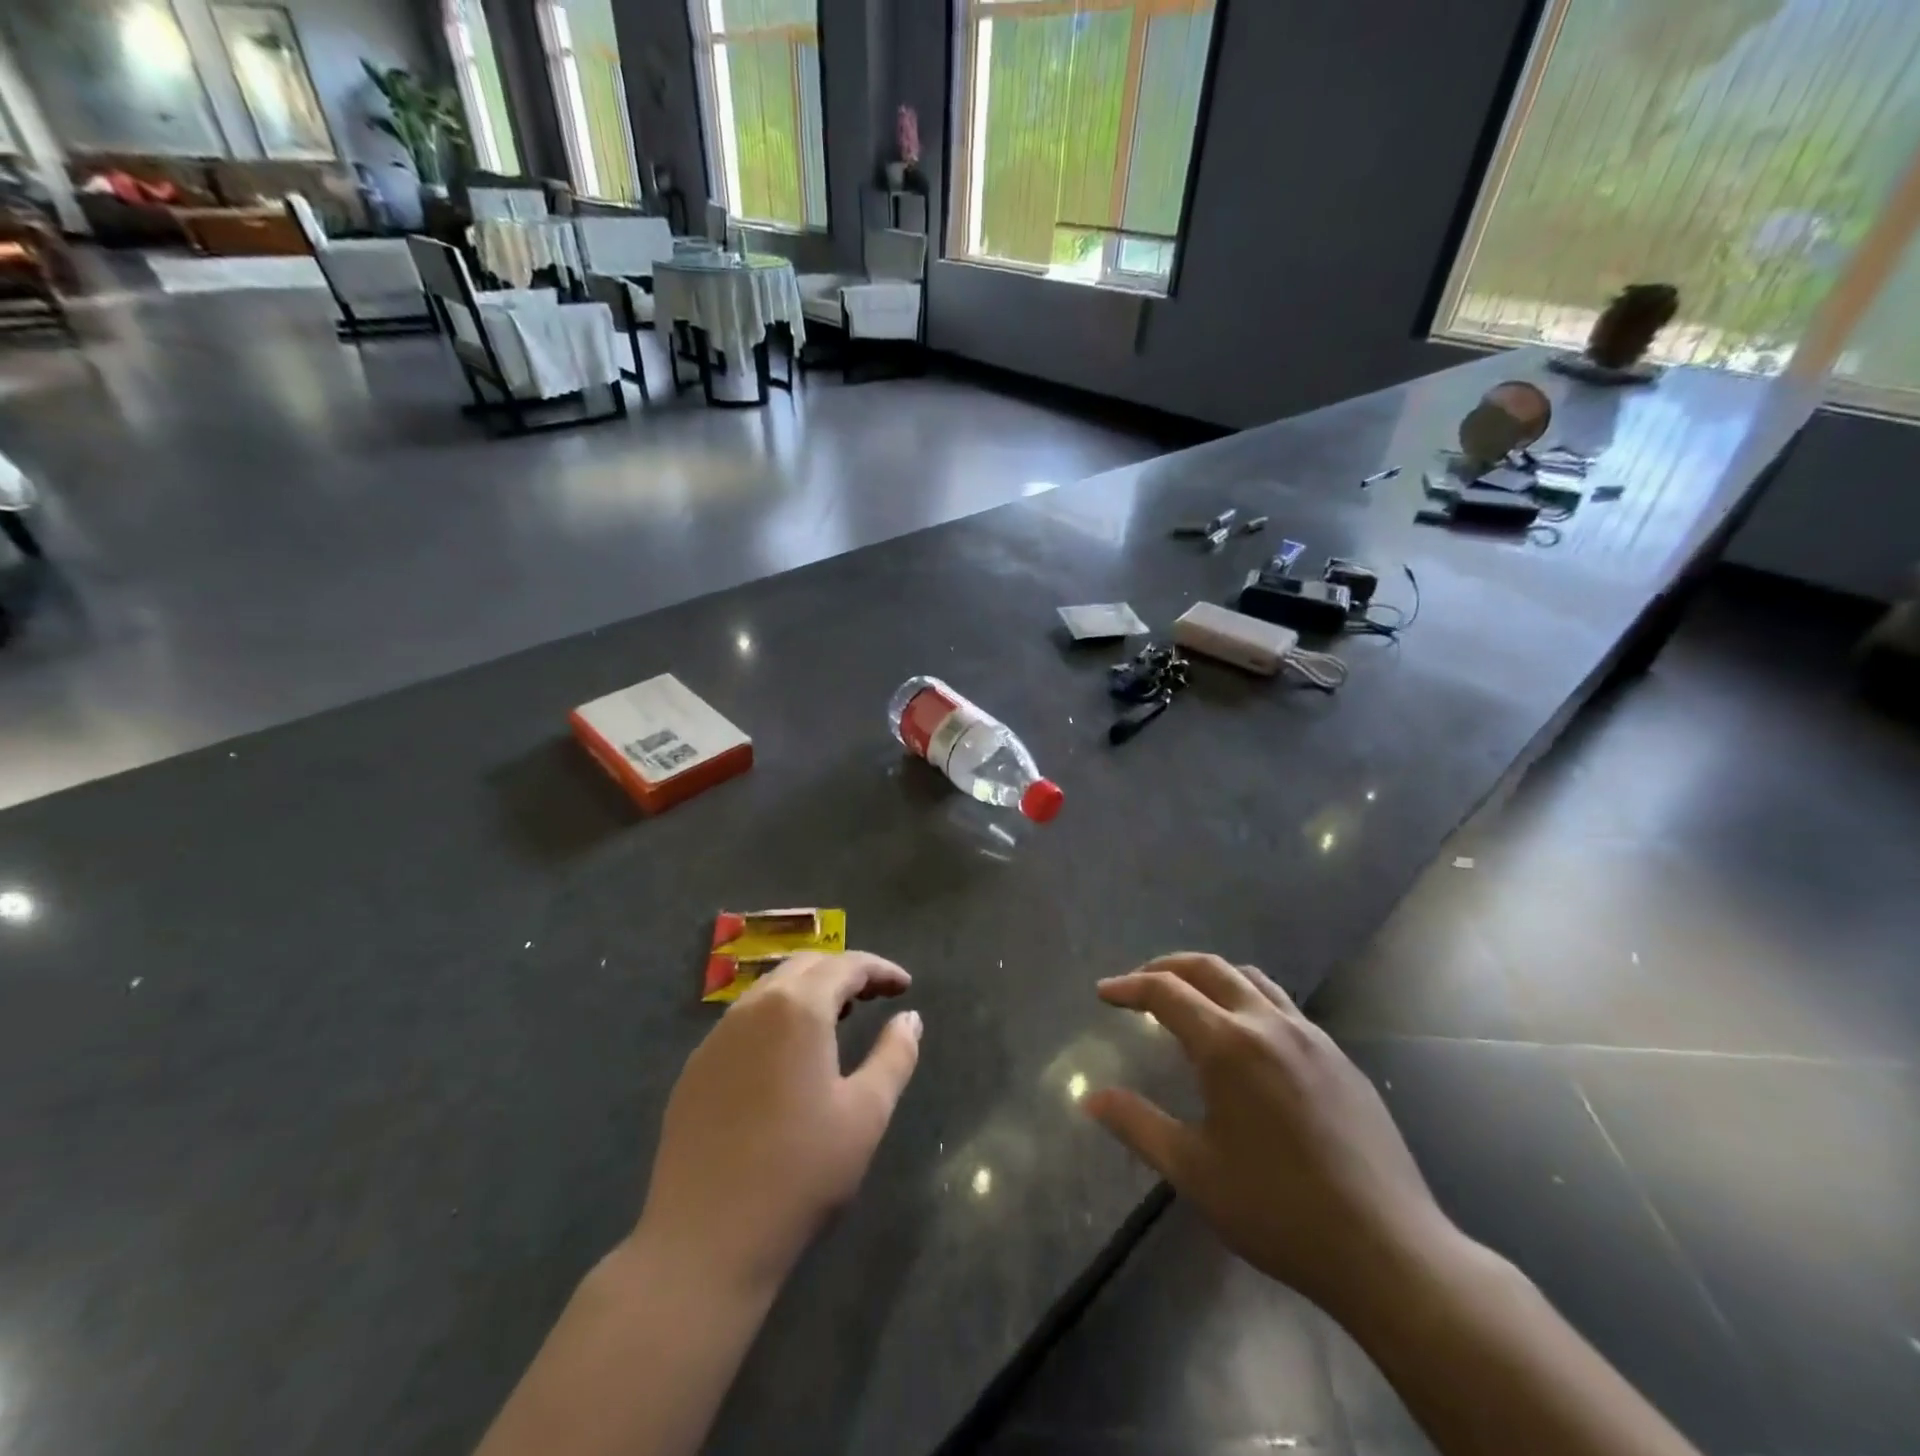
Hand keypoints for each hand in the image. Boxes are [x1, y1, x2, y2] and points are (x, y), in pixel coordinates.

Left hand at [636, 952, 921, 1294]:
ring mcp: (716, 1037)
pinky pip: (744, 1021)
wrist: (704, 1242)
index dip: (880, 970)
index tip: (905, 987)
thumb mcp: (866, 1114)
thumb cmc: (800, 1173)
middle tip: (876, 996)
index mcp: (797, 1008)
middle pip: (805, 966)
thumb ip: (895, 1056)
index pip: (845, 965)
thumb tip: (910, 1018)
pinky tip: (789, 1057)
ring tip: (839, 1020)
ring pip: (770, 990)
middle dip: (844, 972)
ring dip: (809, 992)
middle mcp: (752, 1008)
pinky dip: (777, 1018)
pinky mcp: (695, 1069)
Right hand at [1085, 954, 1458, 1324]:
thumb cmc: (1278, 1211)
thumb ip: (1137, 1125)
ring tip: (1190, 1001)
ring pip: (1251, 979)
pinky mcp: (1339, 1057)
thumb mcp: (1194, 1172)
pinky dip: (1249, 1000)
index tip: (1104, 993)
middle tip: (1138, 984)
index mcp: (1228, 1046)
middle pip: (1209, 968)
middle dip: (1166, 967)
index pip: (1166, 992)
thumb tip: (1090, 1098)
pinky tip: (1247, 1040)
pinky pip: (1284, 1006)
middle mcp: (1268, 1024)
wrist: (1388, 1250)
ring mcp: (1311, 1037)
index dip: (1129, 987)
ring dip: (1211, 977)